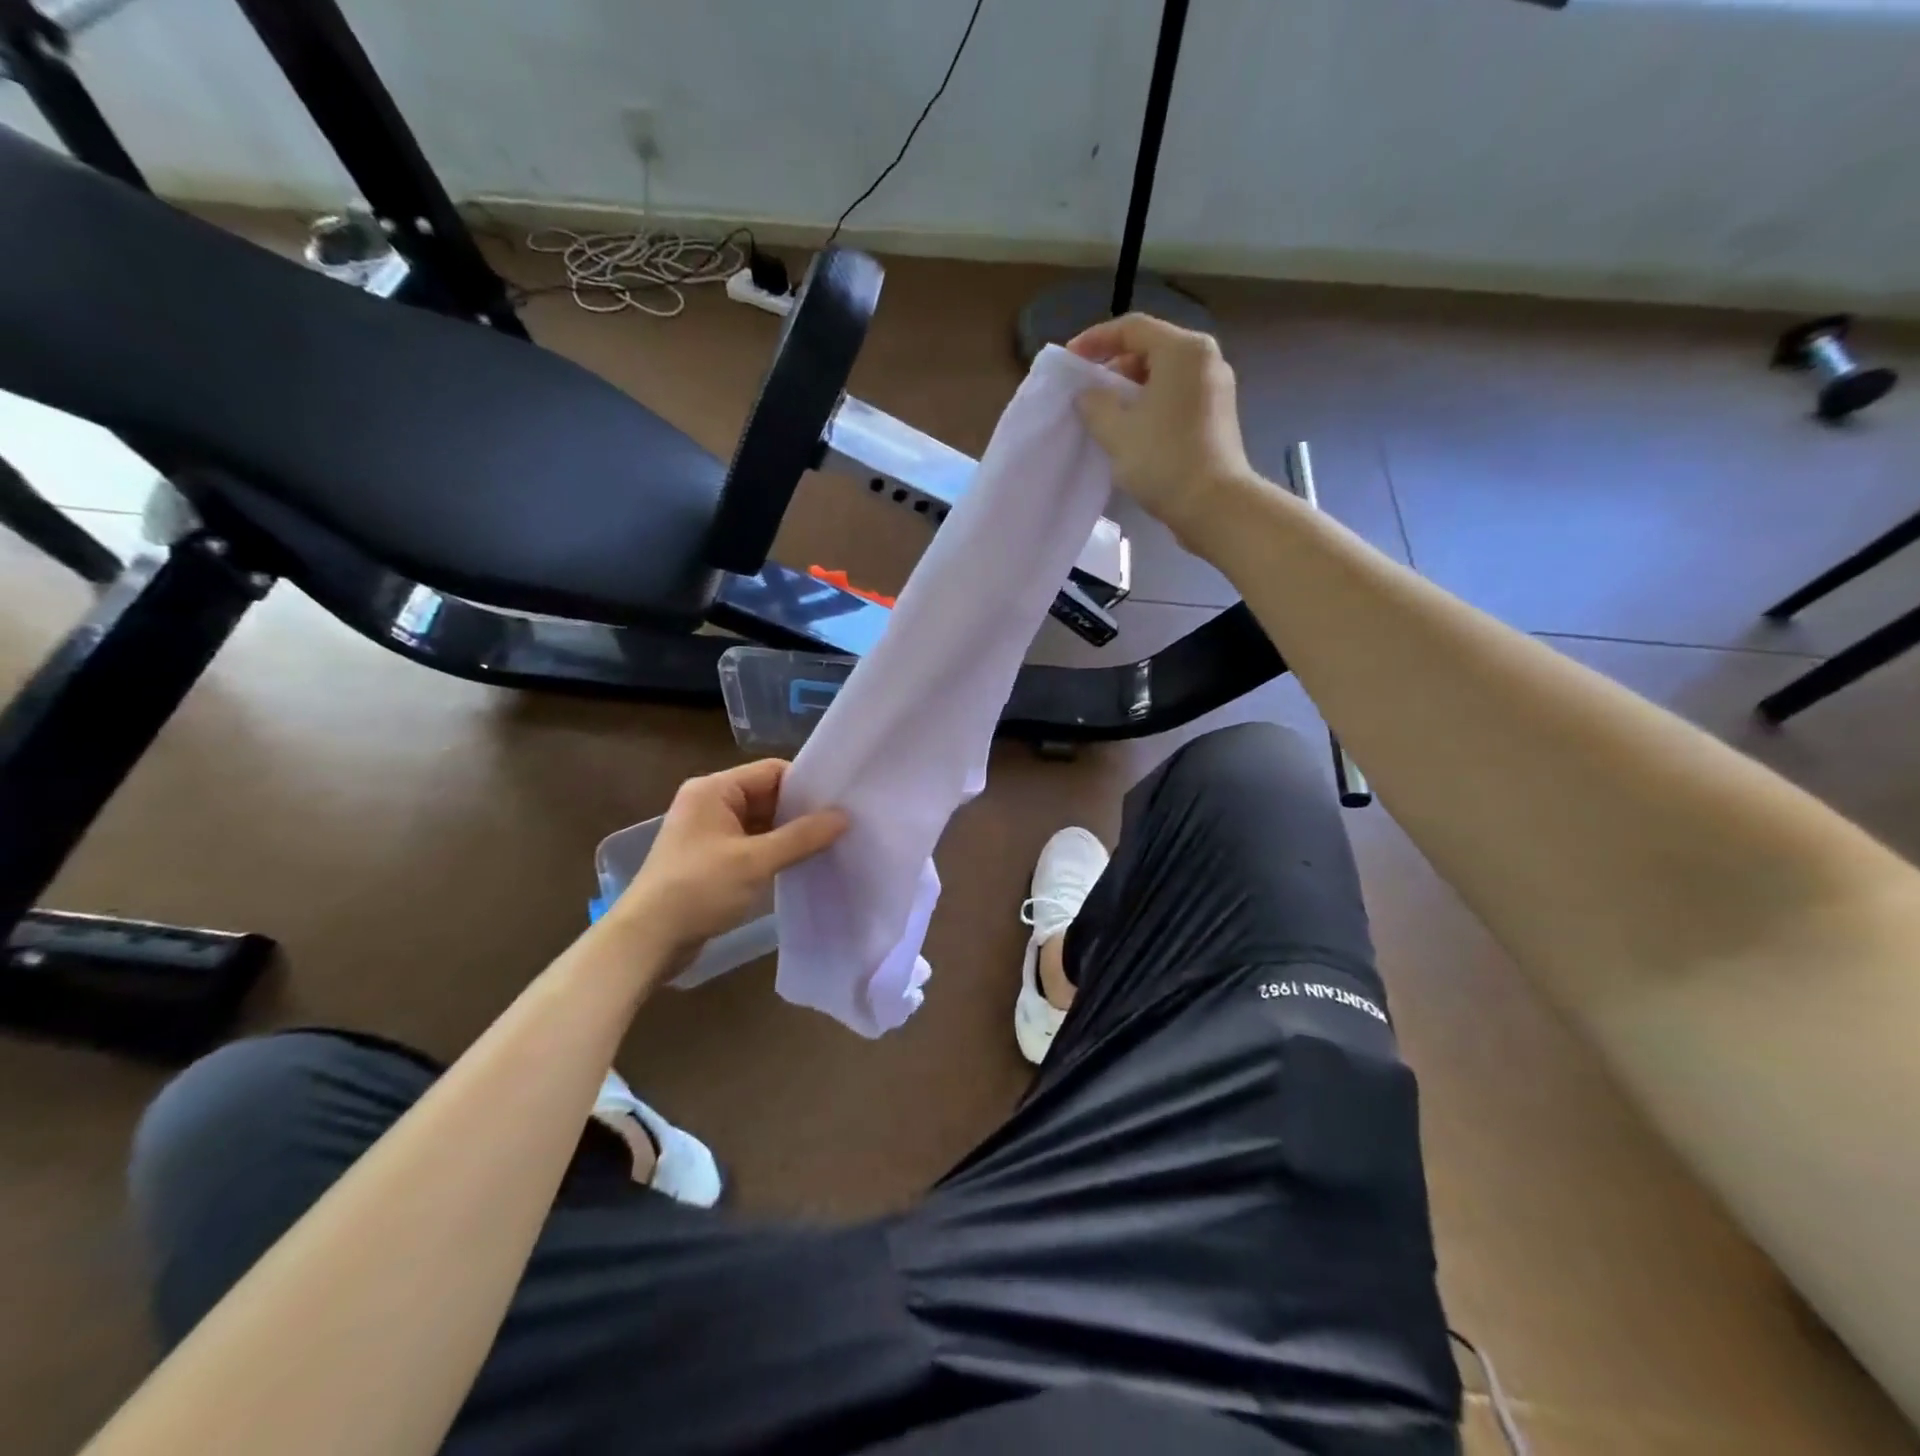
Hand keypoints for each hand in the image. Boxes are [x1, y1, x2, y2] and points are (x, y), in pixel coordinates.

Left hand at [612, 760, 846, 959]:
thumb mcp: (755, 861)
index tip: (840, 802)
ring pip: (760, 822)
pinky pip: (750, 844)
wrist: (647, 940)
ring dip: (789, 834)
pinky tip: (800, 864)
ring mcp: (708, 832)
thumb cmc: (698, 889)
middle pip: (767, 795)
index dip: (806, 784)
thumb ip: (801, 837)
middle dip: (800, 811)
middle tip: (842, 825)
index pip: (771, 771)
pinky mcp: (710, 859)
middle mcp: (709, 803)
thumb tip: (844, 816)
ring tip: (829, 845)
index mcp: (714, 790)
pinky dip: (773, 851)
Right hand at [1068, 313, 1258, 546]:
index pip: (1132, 328)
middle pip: (1150, 348)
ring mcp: (1215, 387)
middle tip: (1086, 389)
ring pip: (1163, 374)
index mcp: (1183, 350)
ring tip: (1103, 412)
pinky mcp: (1217, 415)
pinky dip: (1149, 404)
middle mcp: (1205, 359)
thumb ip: (1094, 403)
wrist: (1213, 505)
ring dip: (1130, 388)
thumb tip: (1088, 394)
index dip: (1095, 340)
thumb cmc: (1163, 460)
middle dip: (1114, 366)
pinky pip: (1175, 396)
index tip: (1069, 360)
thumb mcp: (1116, 430)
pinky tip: (1130, 428)